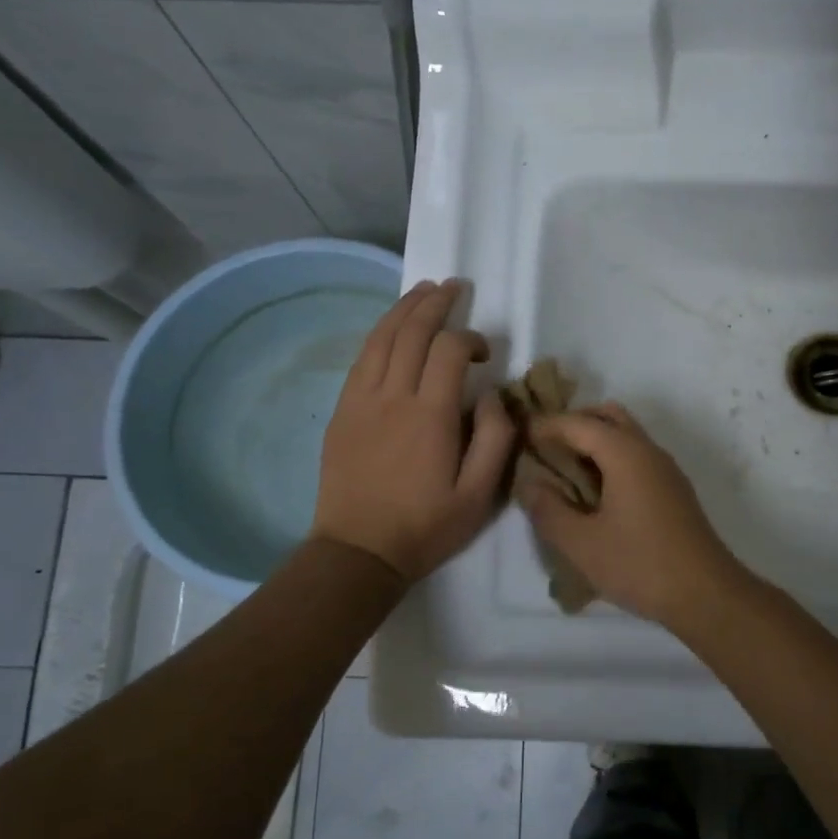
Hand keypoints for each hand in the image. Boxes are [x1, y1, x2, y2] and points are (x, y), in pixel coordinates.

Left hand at [312, 279, 515, 581]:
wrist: (359, 551)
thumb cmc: (425, 526)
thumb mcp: (479, 494)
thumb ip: (495, 438)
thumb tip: (492, 394)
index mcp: (430, 415)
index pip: (448, 350)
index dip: (470, 338)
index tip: (485, 353)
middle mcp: (392, 396)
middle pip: (411, 331)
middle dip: (435, 303)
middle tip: (454, 287)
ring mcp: (360, 401)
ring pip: (381, 338)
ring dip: (403, 309)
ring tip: (423, 291)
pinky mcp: (342, 411)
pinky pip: (361, 359)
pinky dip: (379, 334)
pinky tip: (391, 329)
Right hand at [515, 403, 749, 628]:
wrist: (707, 594)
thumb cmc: (640, 565)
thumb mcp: (581, 543)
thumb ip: (548, 509)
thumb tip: (528, 482)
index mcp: (625, 453)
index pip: (578, 423)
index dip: (546, 425)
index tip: (520, 435)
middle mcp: (648, 450)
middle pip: (607, 417)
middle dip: (573, 424)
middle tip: (544, 448)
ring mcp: (666, 469)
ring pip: (626, 435)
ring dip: (594, 441)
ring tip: (564, 471)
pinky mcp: (674, 490)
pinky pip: (637, 456)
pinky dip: (611, 459)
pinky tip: (596, 492)